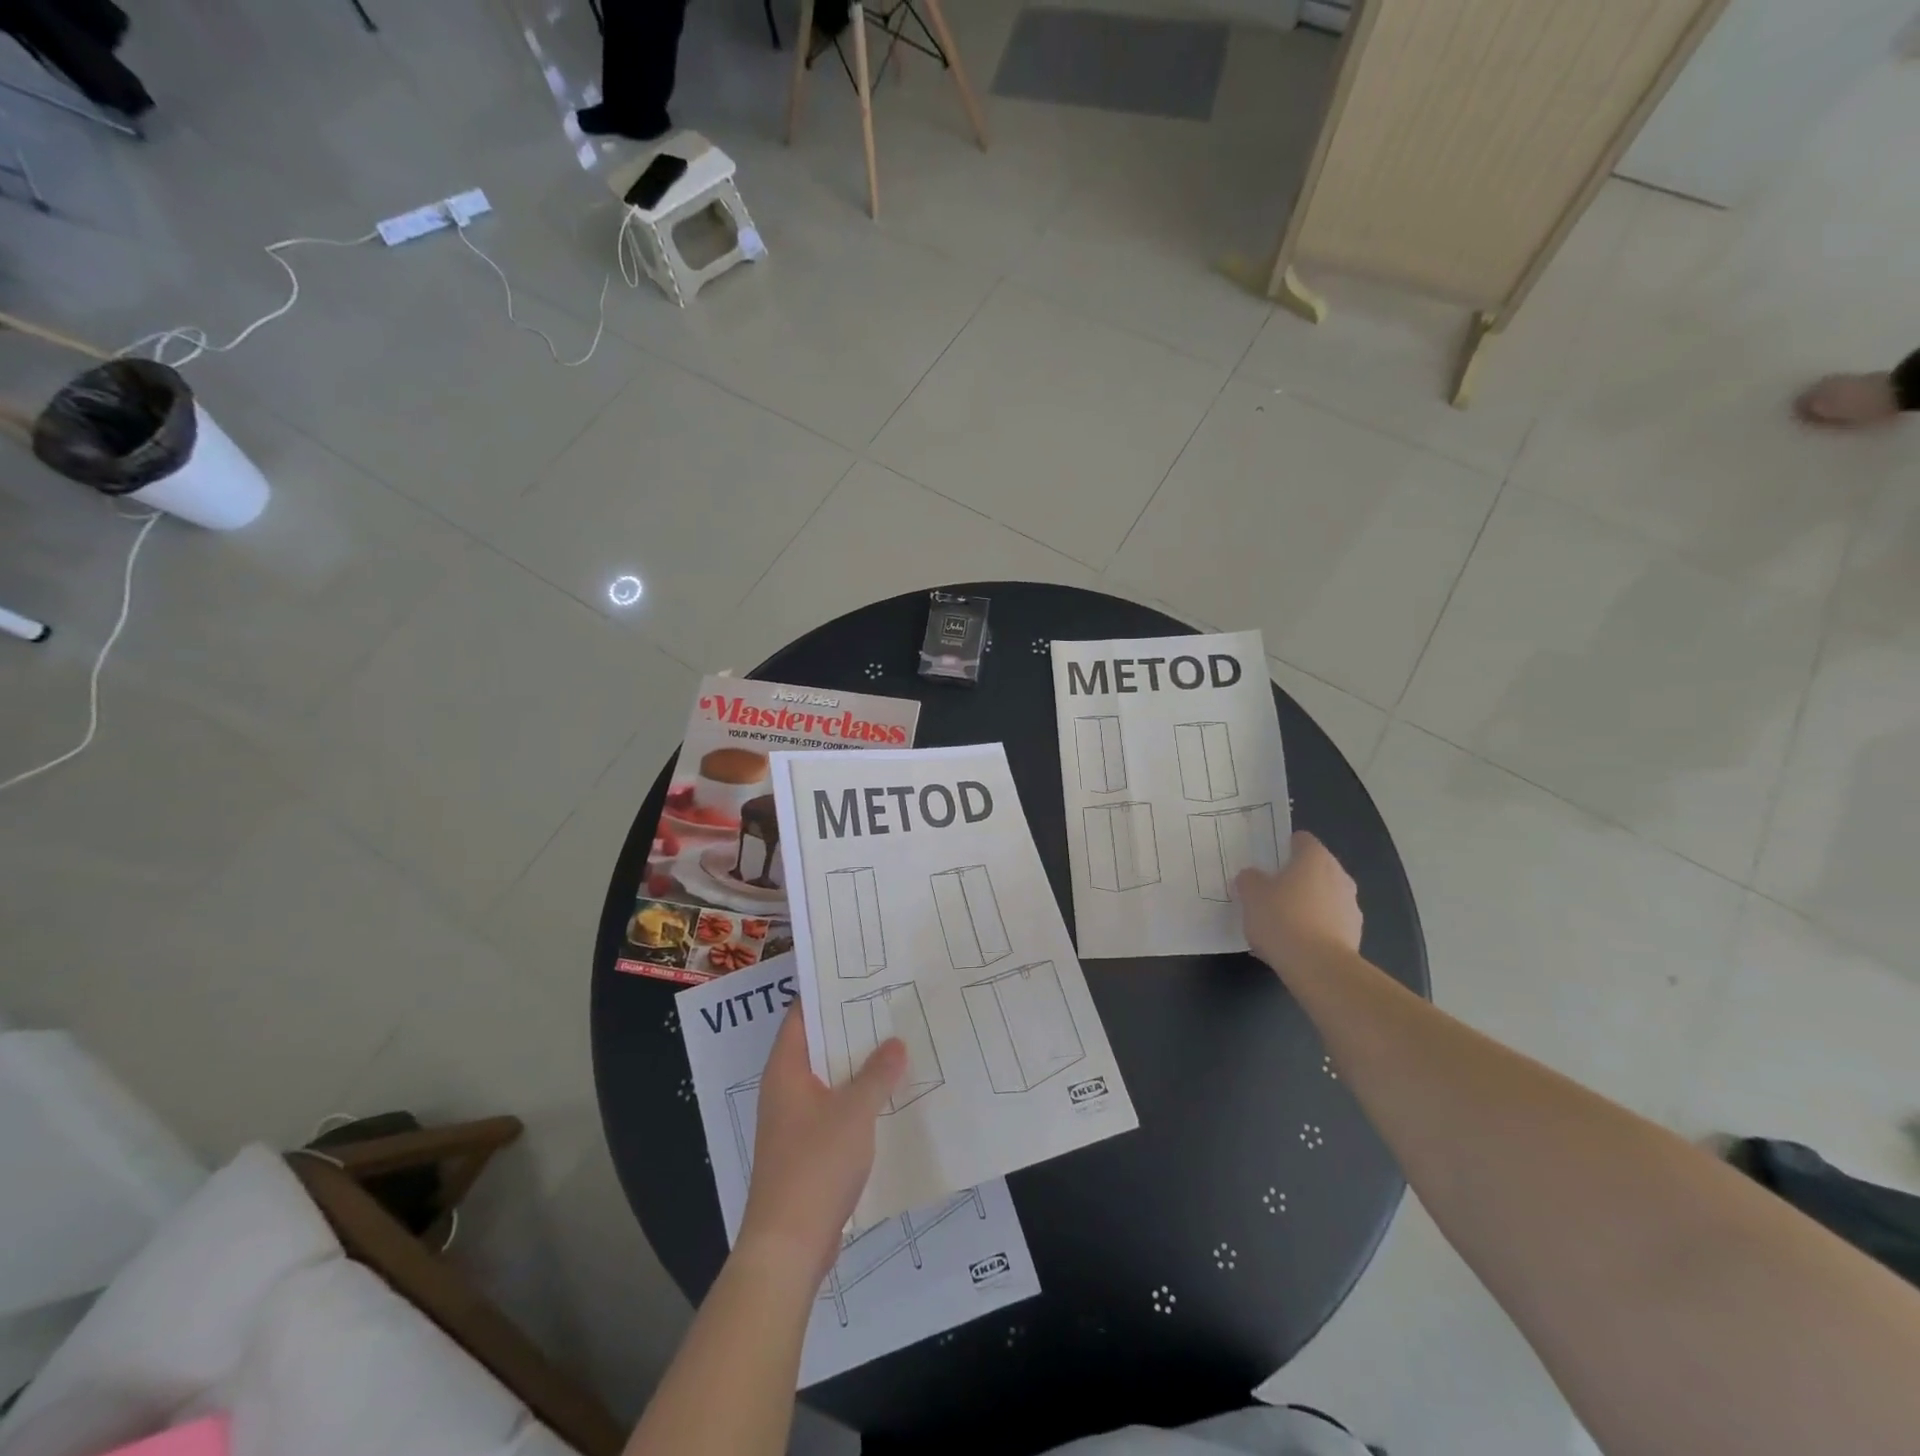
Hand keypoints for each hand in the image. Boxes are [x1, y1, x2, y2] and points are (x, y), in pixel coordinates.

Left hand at [738, 1007, 904, 1283]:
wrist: (787, 1246)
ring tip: (896, 1044)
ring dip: (856, 1066)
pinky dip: (856, 1098)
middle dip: (851, 1028)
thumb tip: (896, 1042)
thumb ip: (878, 1074)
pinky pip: (832, 1109)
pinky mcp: (805, 1150)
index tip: (860, 976)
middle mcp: (784, 1090)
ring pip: (828, 1079)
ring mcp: (793, 1122)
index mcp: (786, 1070)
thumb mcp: (854, 1112)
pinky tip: (888, 1096)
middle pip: (817, 1045)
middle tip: (889, 1005)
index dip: (826, 993)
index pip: (801, 1015)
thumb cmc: (815, 1165)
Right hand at [1236, 831, 1362, 969]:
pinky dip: (1315, 928)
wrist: (1318, 967)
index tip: (1267, 862)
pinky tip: (1294, 944)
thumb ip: (1250, 879)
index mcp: (1315, 858)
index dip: (1283, 847)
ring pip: (1323, 897)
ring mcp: (1351, 906)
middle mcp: (1339, 876)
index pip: (1301, 840)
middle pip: (1314, 869)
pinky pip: (1329, 923)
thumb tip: (1253, 877)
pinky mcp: (1354, 934)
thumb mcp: (1251, 895)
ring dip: (1307, 904)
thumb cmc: (1282, 919)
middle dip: (1295, 878)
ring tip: (1281, 923)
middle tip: (1269, 892)